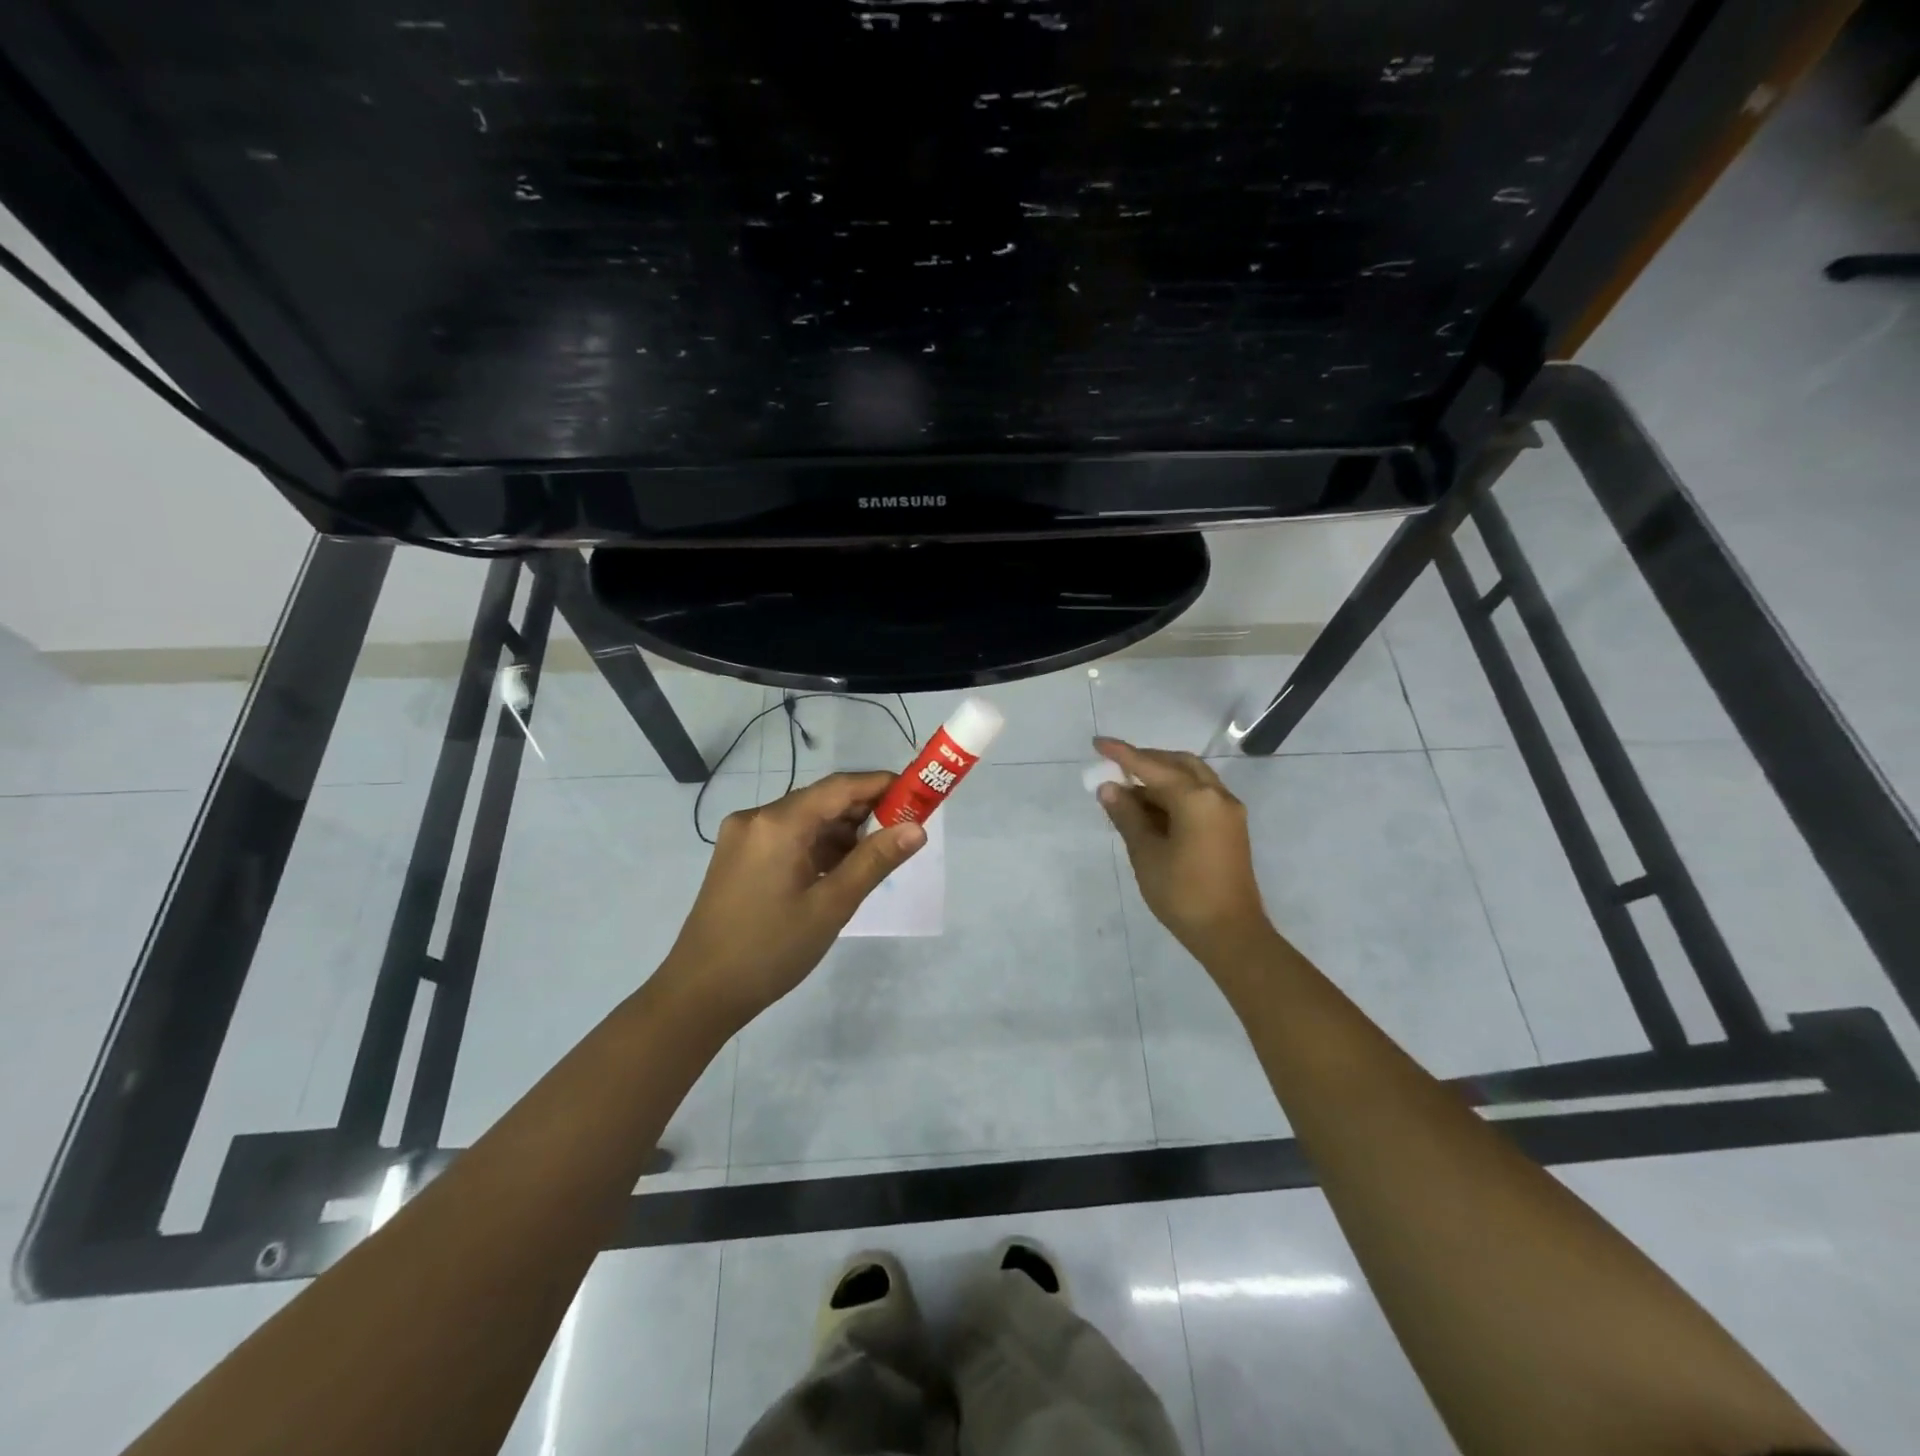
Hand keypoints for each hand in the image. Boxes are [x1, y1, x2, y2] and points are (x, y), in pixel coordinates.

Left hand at [662, 772, 924, 1028]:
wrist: (699, 993)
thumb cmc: (770, 950)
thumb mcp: (831, 906)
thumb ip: (874, 861)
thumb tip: (917, 828)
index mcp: (778, 823)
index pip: (840, 786)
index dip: (881, 785)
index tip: (918, 794)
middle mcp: (757, 817)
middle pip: (821, 799)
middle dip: (864, 810)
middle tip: (904, 830)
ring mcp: (743, 836)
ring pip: (804, 818)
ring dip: (841, 831)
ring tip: (876, 855)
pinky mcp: (738, 855)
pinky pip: (787, 836)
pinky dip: (816, 845)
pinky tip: (839, 868)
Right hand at [1094, 737, 1275, 967]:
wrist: (1231, 934)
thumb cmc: (1183, 894)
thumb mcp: (1146, 853)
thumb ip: (1127, 816)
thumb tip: (1109, 788)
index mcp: (1197, 799)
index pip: (1151, 767)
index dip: (1122, 754)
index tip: (1097, 743)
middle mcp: (1217, 796)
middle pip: (1178, 764)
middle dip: (1146, 761)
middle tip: (1115, 767)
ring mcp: (1228, 812)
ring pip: (1191, 779)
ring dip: (1160, 779)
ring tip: (1127, 791)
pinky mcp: (1230, 828)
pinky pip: (1199, 797)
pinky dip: (1173, 795)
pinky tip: (1150, 809)